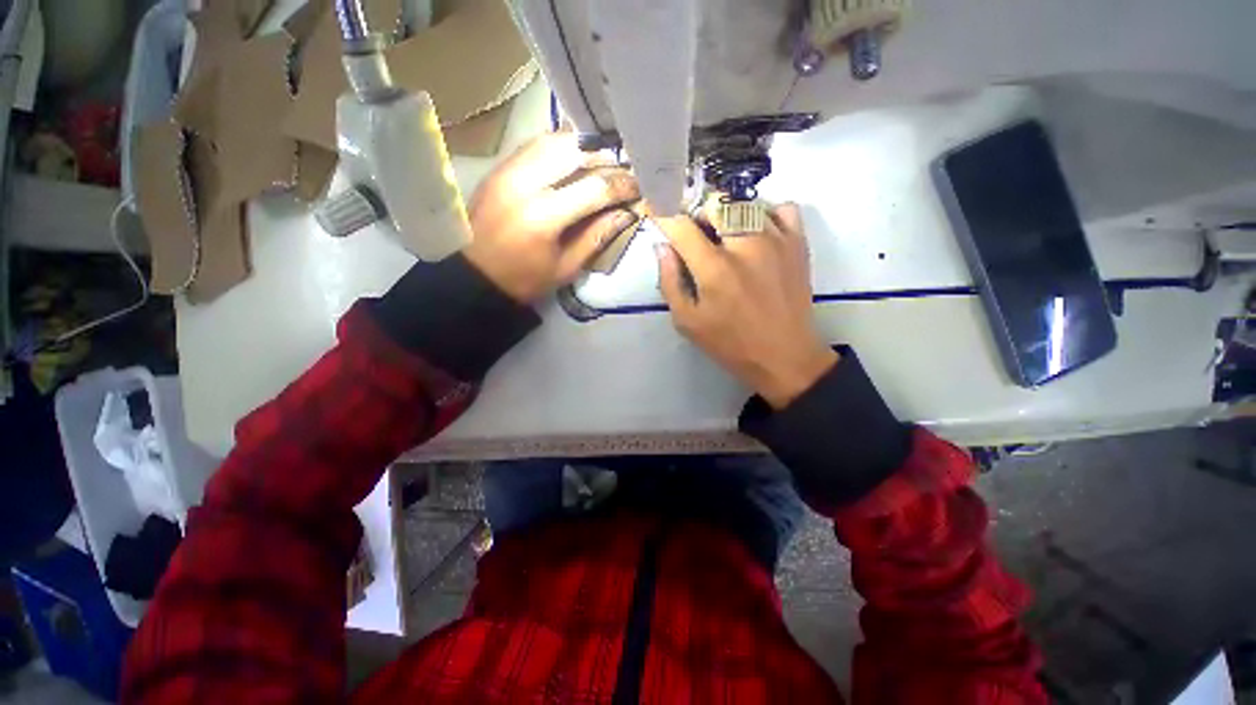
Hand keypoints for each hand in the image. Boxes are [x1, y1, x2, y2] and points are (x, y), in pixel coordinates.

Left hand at [464, 133, 640, 302]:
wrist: (476, 274)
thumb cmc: (525, 279)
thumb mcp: (567, 267)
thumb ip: (597, 236)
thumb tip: (627, 213)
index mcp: (544, 216)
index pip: (594, 188)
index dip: (622, 185)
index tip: (639, 186)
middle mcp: (525, 182)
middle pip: (575, 150)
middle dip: (606, 157)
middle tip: (623, 169)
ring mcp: (508, 169)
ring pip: (554, 139)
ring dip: (583, 146)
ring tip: (603, 159)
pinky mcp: (500, 166)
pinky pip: (535, 144)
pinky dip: (560, 145)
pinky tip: (575, 156)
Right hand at [654, 204, 837, 408]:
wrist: (784, 356)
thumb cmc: (730, 344)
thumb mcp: (688, 321)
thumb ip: (670, 282)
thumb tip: (662, 247)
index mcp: (714, 269)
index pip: (682, 226)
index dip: (664, 216)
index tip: (657, 214)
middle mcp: (745, 245)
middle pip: (715, 204)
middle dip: (698, 216)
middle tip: (697, 238)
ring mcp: (776, 240)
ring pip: (745, 203)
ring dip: (728, 215)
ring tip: (727, 238)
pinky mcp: (798, 244)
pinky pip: (783, 209)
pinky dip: (766, 214)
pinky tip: (759, 233)